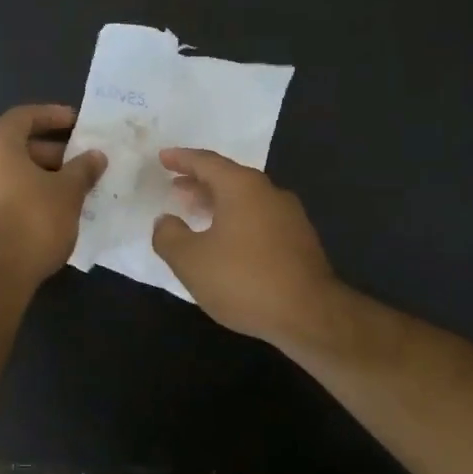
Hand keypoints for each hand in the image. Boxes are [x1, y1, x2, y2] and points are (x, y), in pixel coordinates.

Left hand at [0, 104, 106, 287]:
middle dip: (53, 151)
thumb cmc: (32, 220)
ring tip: (74, 187)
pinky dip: (28, 193)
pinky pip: (5, 193)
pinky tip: (54, 209)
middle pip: (17, 145)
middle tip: (82, 160)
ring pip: (11, 171)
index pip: (25, 116)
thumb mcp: (68, 192)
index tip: (78, 122)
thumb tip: (95, 156)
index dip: (53, 115)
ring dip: (42, 175)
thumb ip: (83, 169)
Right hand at [151, 148, 336, 347]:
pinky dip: (236, 220)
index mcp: (242, 187)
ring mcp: (289, 217)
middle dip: (199, 181)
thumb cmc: (243, 279)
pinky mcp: (300, 241)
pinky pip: (259, 219)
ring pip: (246, 199)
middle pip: (229, 178)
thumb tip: (164, 221)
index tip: (162, 158)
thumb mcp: (190, 260)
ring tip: (196, 213)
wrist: (310, 316)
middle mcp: (269, 193)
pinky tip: (226, 241)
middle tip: (176, 187)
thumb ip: (168, 236)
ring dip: (218, 203)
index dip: (181, 159)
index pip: (206, 162)